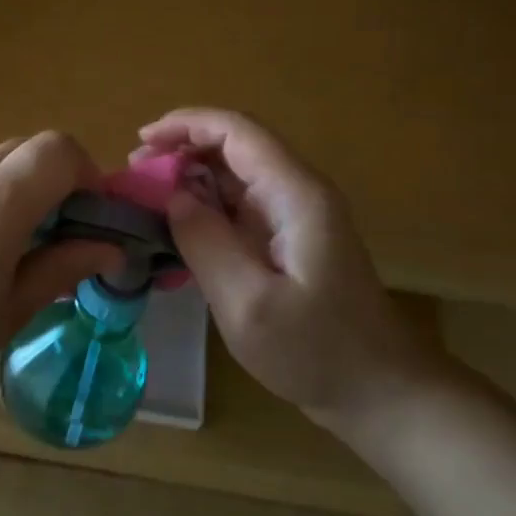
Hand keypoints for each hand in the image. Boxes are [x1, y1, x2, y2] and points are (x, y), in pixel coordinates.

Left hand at [0, 132, 123, 421]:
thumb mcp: (5, 313)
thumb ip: (60, 269)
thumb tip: (108, 248)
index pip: (60, 149)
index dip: (89, 175)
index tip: (93, 222)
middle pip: (30, 148)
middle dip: (59, 182)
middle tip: (61, 238)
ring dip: (23, 191)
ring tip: (15, 252)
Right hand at [139, 108, 450, 432]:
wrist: (380, 391)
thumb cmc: (317, 351)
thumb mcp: (248, 304)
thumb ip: (205, 243)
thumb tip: (172, 196)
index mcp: (295, 194)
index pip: (237, 131)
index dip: (186, 124)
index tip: (140, 141)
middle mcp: (297, 192)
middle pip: (235, 146)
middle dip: (182, 149)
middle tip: (135, 176)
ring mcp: (295, 215)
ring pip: (235, 174)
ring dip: (190, 177)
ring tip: (146, 199)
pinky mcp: (289, 238)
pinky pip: (240, 205)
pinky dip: (205, 206)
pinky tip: (176, 228)